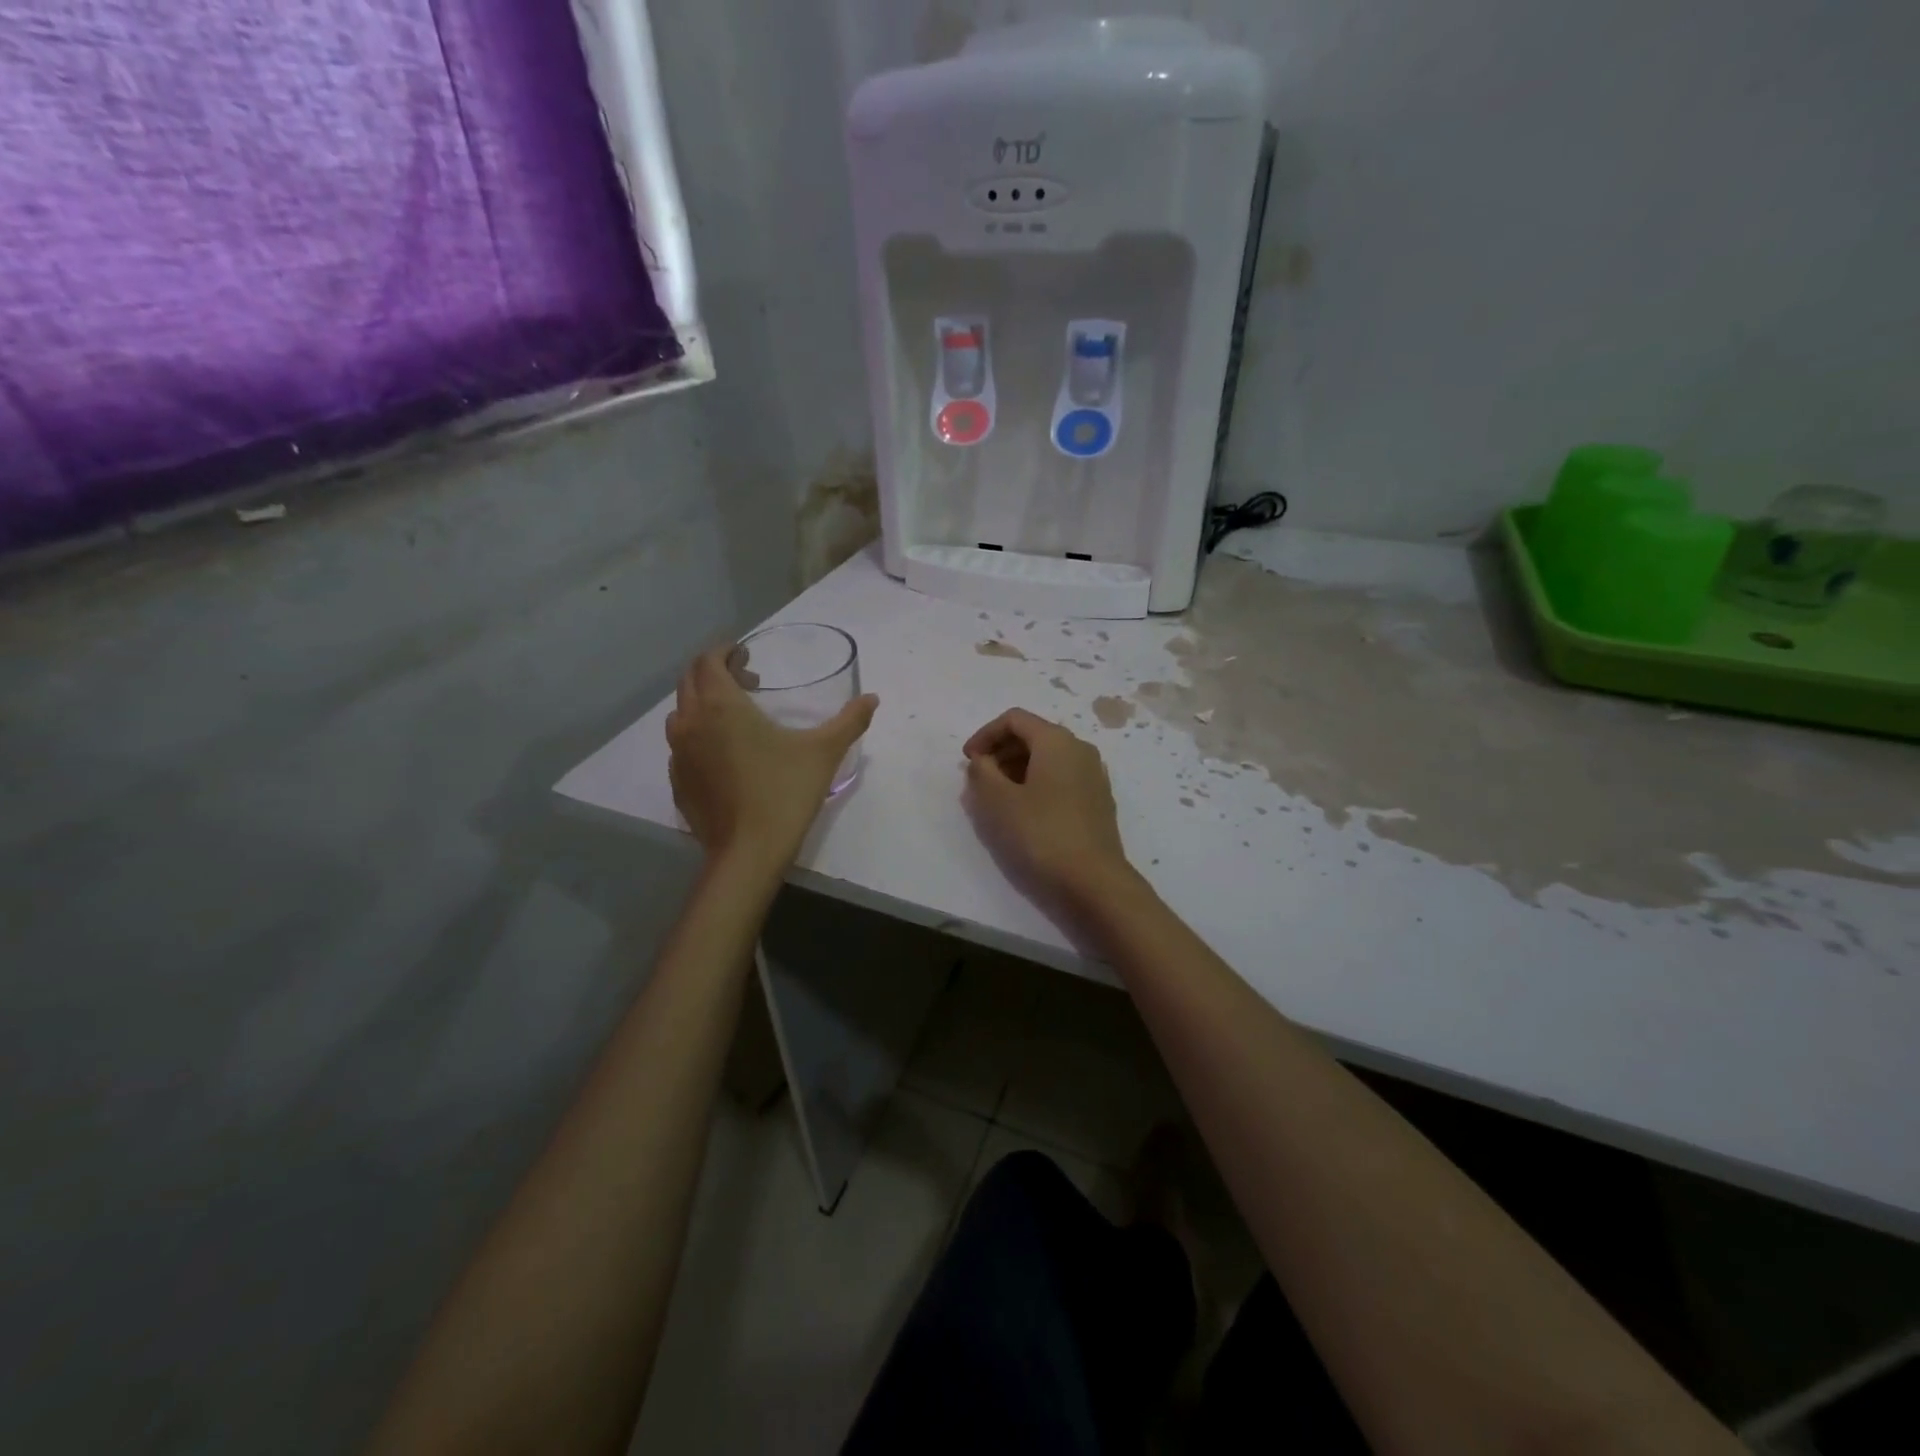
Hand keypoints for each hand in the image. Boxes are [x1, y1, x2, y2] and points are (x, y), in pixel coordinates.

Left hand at [666, 649, 877, 869]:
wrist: (748, 852)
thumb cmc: (785, 792)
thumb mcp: (824, 752)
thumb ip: (850, 720)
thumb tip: (873, 699)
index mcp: (720, 705)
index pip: (708, 660)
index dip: (725, 651)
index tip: (747, 656)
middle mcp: (690, 723)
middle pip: (689, 681)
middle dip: (715, 673)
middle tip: (749, 683)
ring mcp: (678, 755)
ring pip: (681, 713)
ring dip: (703, 704)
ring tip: (736, 718)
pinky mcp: (677, 782)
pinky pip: (681, 746)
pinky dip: (699, 737)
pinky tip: (726, 756)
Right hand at [962, 708, 1135, 908]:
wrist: (1093, 882)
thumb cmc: (1041, 834)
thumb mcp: (998, 801)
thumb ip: (982, 772)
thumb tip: (983, 760)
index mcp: (1056, 740)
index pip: (1014, 719)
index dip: (985, 734)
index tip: (967, 761)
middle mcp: (1080, 749)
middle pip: (1033, 735)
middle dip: (1001, 752)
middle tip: (979, 780)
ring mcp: (1094, 775)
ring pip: (1048, 759)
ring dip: (1017, 770)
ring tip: (997, 798)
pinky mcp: (1098, 801)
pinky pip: (1061, 779)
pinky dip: (1037, 784)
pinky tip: (1025, 812)